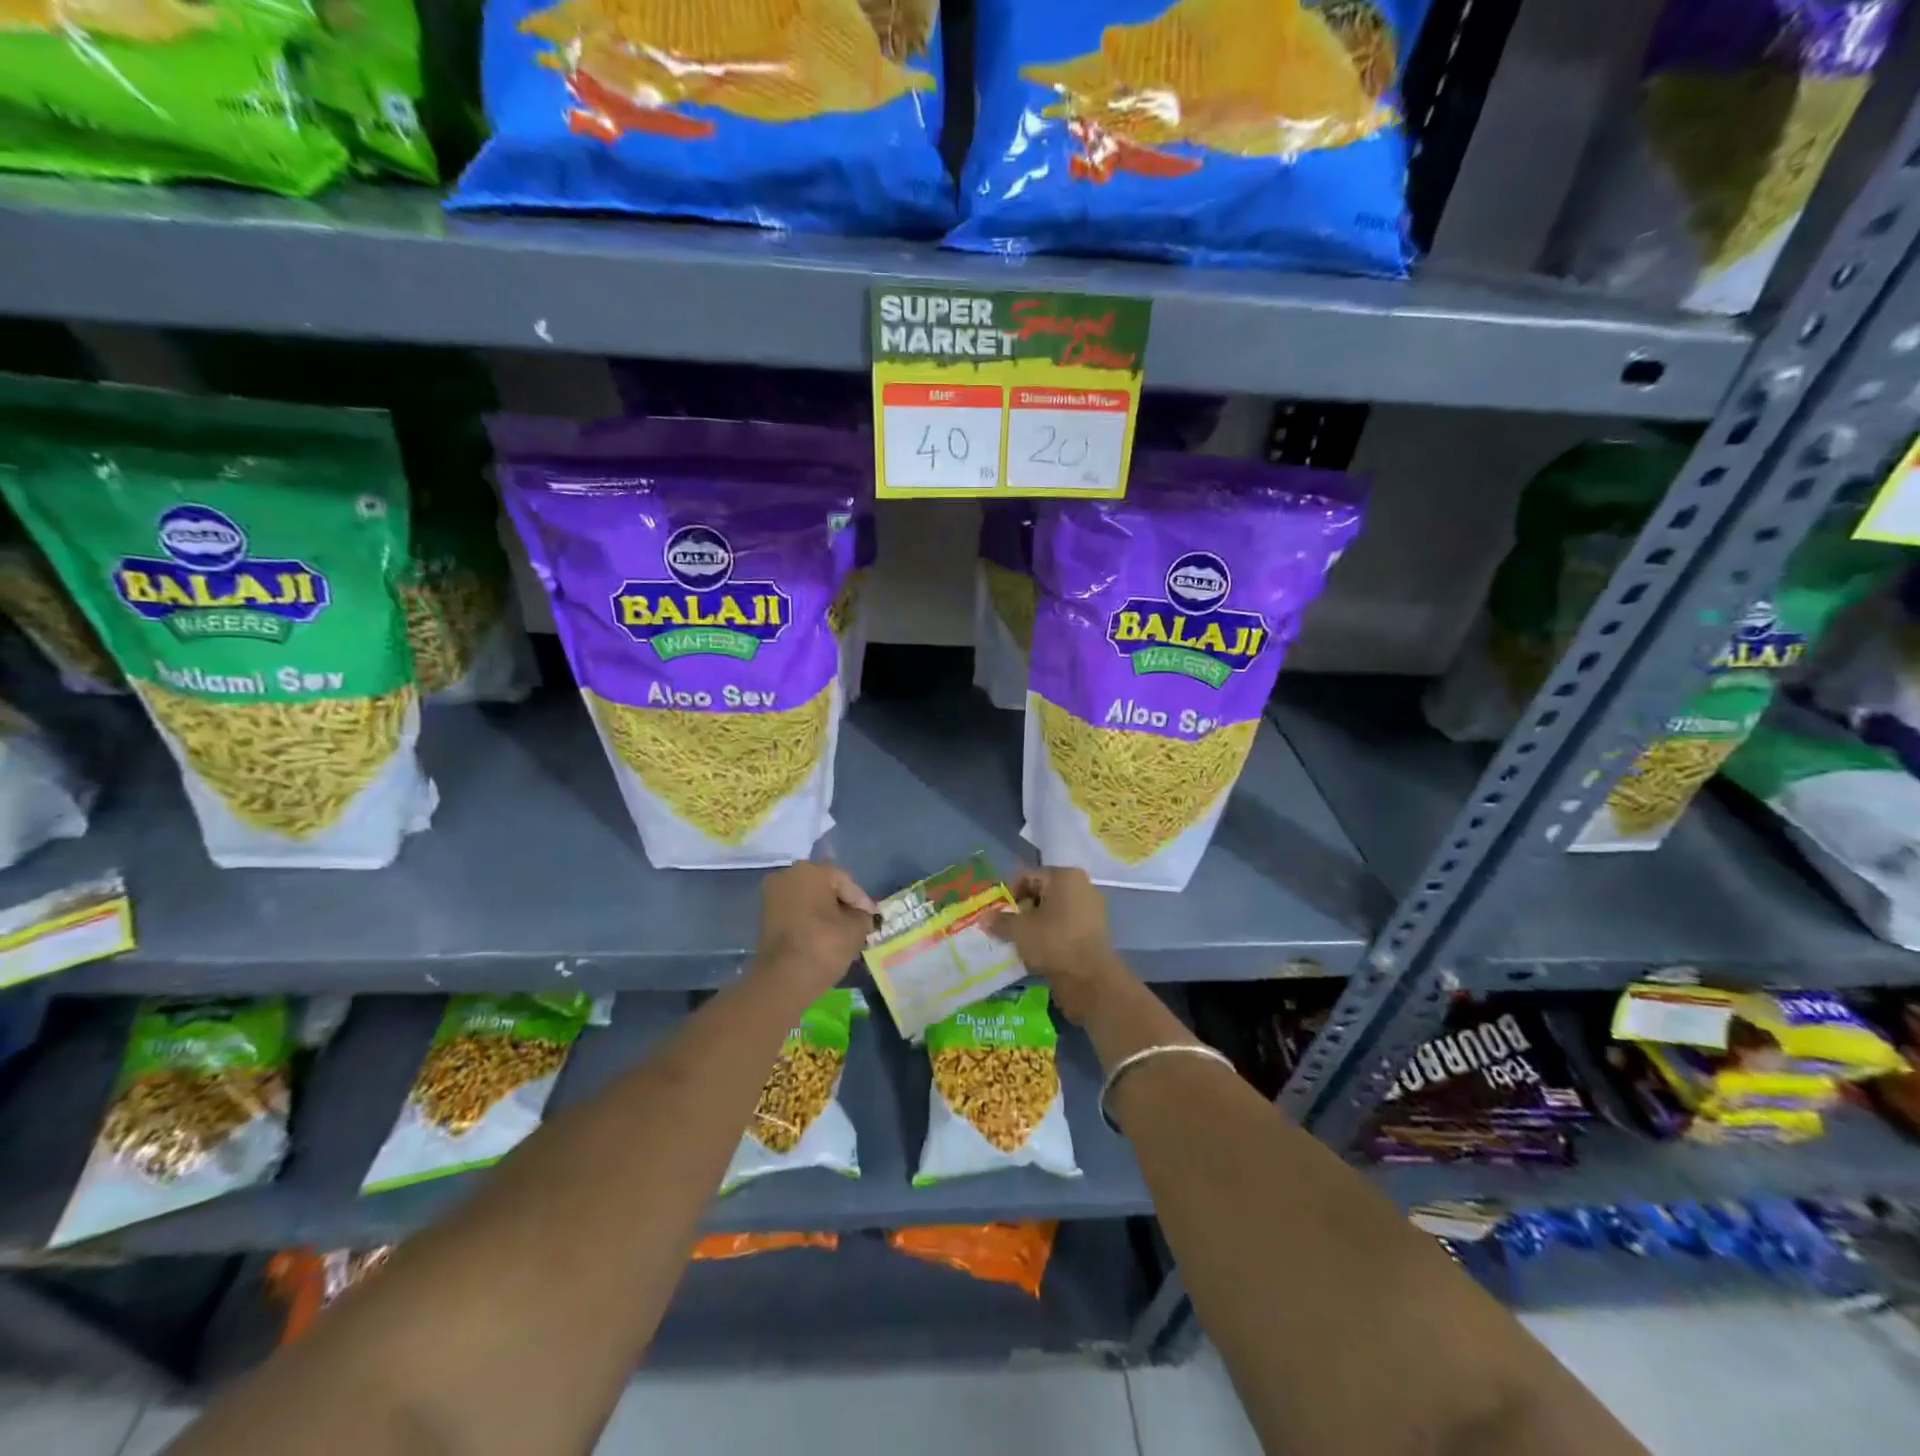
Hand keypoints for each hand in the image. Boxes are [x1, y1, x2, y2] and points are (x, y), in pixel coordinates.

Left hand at [753, 863, 877, 995]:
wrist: (782, 980)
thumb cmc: (823, 946)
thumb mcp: (855, 930)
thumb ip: (863, 916)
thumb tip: (862, 916)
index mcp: (811, 871)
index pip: (844, 882)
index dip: (861, 901)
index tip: (872, 919)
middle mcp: (788, 875)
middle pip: (825, 887)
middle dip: (842, 904)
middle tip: (859, 923)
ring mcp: (773, 895)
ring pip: (809, 899)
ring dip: (826, 912)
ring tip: (843, 932)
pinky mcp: (765, 915)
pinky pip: (795, 911)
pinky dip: (810, 920)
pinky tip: (823, 936)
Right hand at [986, 867, 1129, 1024]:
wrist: (1091, 979)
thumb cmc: (1054, 943)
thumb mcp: (1019, 930)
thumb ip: (1000, 921)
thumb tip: (983, 918)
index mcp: (1064, 876)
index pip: (1026, 876)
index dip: (1008, 895)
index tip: (998, 916)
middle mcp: (1081, 886)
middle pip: (1040, 892)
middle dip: (1022, 910)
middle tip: (1008, 930)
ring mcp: (1091, 908)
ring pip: (1053, 911)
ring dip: (1035, 924)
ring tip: (1021, 943)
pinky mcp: (1094, 931)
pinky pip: (1065, 926)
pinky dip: (1051, 934)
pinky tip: (1039, 952)